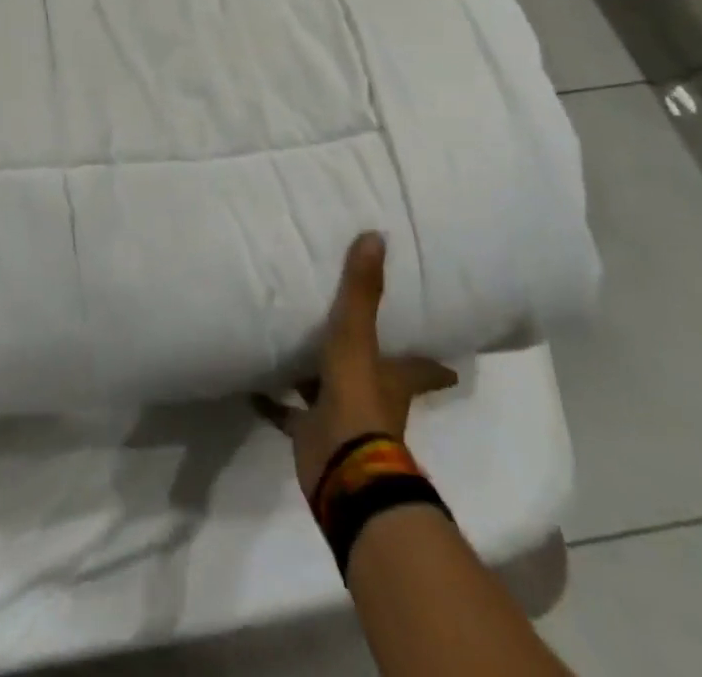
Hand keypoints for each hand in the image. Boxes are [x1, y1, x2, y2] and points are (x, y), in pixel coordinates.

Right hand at [255, 233, 459, 501]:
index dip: (434, 365)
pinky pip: (288, 413)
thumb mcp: (357, 338)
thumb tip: (376, 236)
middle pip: (375, 377)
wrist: (341, 465)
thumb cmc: (357, 397)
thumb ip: (363, 291)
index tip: (449, 363)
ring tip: (291, 345)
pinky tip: (252, 385)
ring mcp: (340, 418)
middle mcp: (371, 398)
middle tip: (353, 334)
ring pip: (328, 390)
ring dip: (313, 375)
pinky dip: (272, 401)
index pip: (421, 369)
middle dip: (368, 362)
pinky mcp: (311, 434)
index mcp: (391, 380)